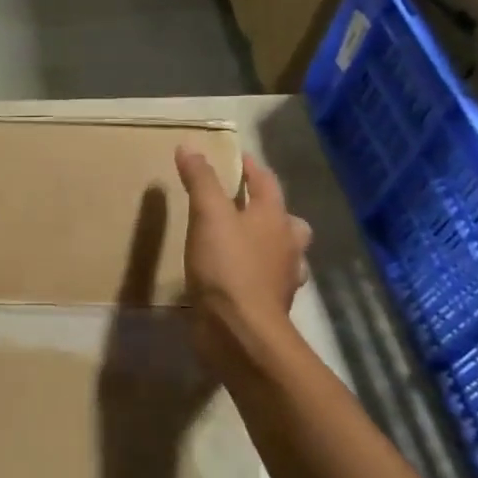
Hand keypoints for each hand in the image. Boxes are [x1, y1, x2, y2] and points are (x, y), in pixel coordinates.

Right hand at [174, 147, 312, 364]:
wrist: (241, 331)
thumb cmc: (227, 266)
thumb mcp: (208, 215)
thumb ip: (201, 180)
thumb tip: (190, 146)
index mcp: (275, 218)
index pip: (266, 182)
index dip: (250, 167)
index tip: (233, 157)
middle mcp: (287, 244)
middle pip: (285, 218)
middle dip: (268, 208)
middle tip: (243, 203)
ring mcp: (282, 277)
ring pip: (281, 251)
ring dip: (267, 243)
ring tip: (242, 240)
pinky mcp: (270, 304)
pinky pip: (267, 279)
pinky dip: (256, 273)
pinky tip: (236, 276)